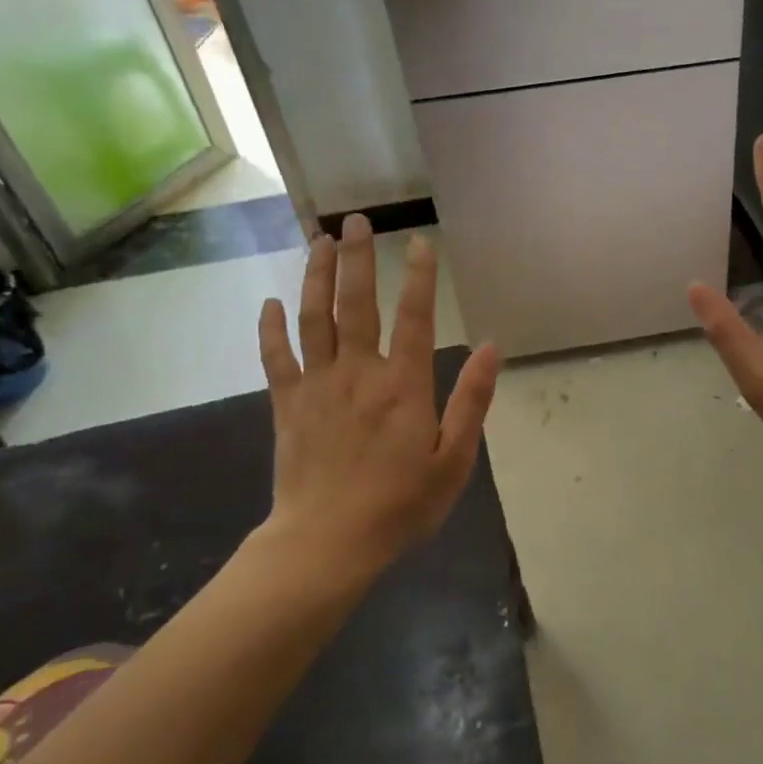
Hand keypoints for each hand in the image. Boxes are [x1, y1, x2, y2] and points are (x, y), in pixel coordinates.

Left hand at [251, 215, 499, 583]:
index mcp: (404, 385)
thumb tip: (492, 349)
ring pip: (314, 318)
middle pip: (357, 304)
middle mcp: (359, 372)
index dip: (419, 276)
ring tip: (318, 241)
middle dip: (358, 259)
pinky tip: (270, 303)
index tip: (418, 241)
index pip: (414, 317)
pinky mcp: (287, 404)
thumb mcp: (454, 460)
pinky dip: (271, 328)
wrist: (327, 543)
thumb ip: (472, 401)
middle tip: (356, 220)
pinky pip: (276, 357)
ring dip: (316, 276)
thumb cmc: (400, 505)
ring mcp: (318, 385)